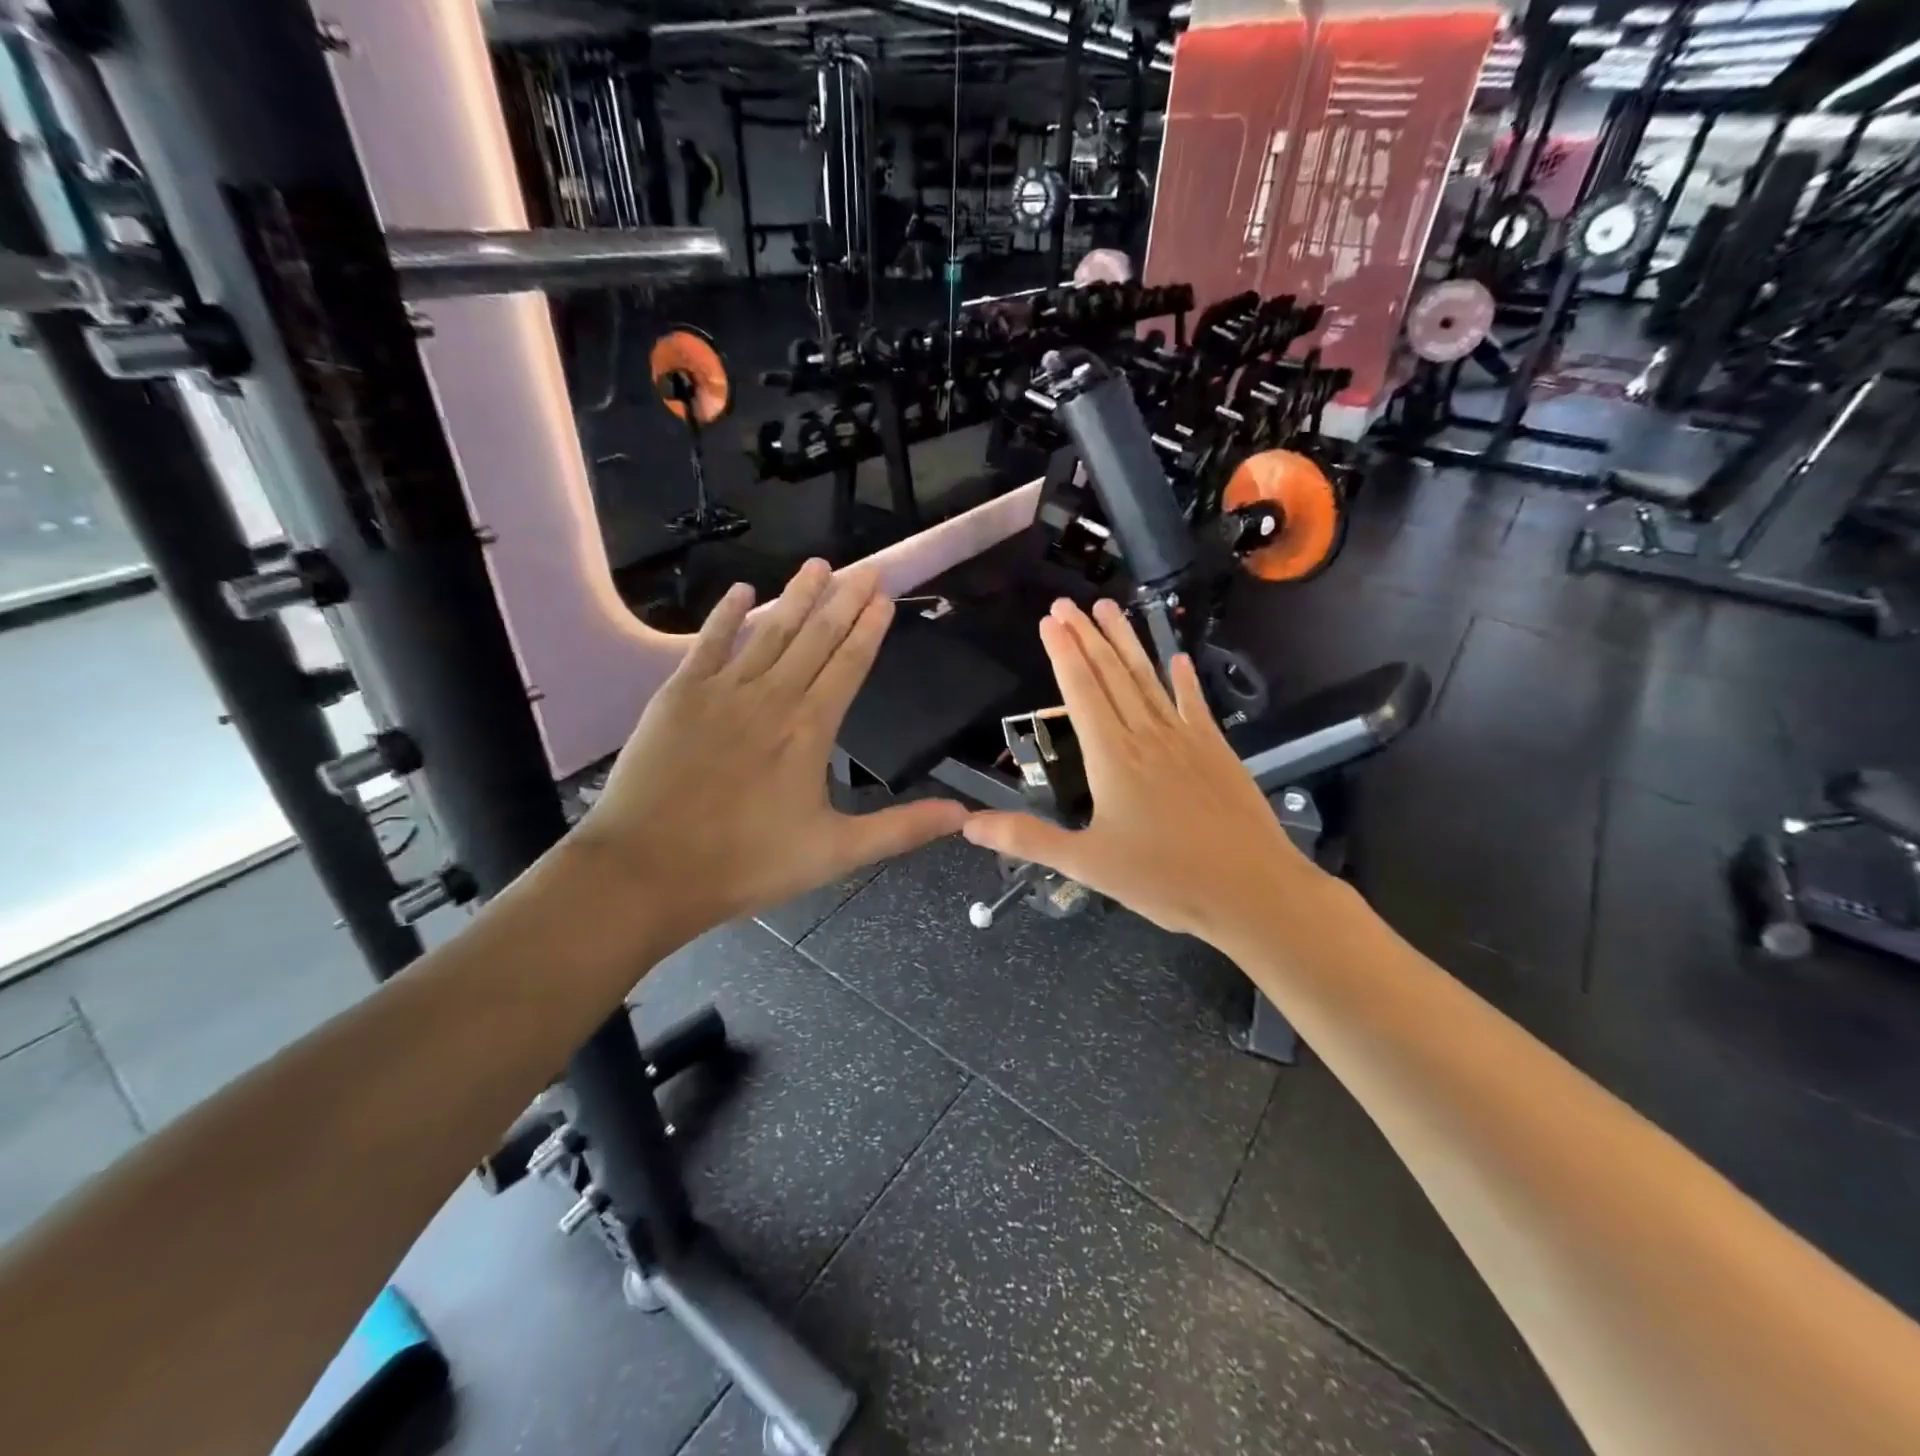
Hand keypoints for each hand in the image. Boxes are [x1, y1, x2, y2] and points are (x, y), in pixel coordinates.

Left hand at [574, 560, 967, 950]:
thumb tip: (964, 815)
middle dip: (843, 599)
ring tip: (818, 564)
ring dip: (796, 596)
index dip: (869, 628)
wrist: (648, 870)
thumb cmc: (747, 863)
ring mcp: (722, 691)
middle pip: (815, 637)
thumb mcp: (835, 854)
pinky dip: (727, 616)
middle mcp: (771, 696)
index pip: (849, 664)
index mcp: (810, 729)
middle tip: (865, 567)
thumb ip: (900, 829)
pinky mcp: (678, 695)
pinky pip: (709, 643)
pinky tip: (741, 590)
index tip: (884, 596)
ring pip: (769, 631)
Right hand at [963, 598, 1325, 943]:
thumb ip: (1027, 839)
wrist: (1251, 890)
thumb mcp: (1086, 864)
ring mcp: (1186, 738)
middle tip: (1068, 603)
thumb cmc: (1164, 879)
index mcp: (1112, 756)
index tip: (1050, 620)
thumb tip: (969, 825)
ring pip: (1148, 679)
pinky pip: (1194, 704)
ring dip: (1127, 642)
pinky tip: (1176, 658)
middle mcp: (1146, 735)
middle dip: (1087, 635)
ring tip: (1110, 608)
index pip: (1081, 691)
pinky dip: (1183, 679)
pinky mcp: (1216, 750)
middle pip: (1112, 674)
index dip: (1063, 653)